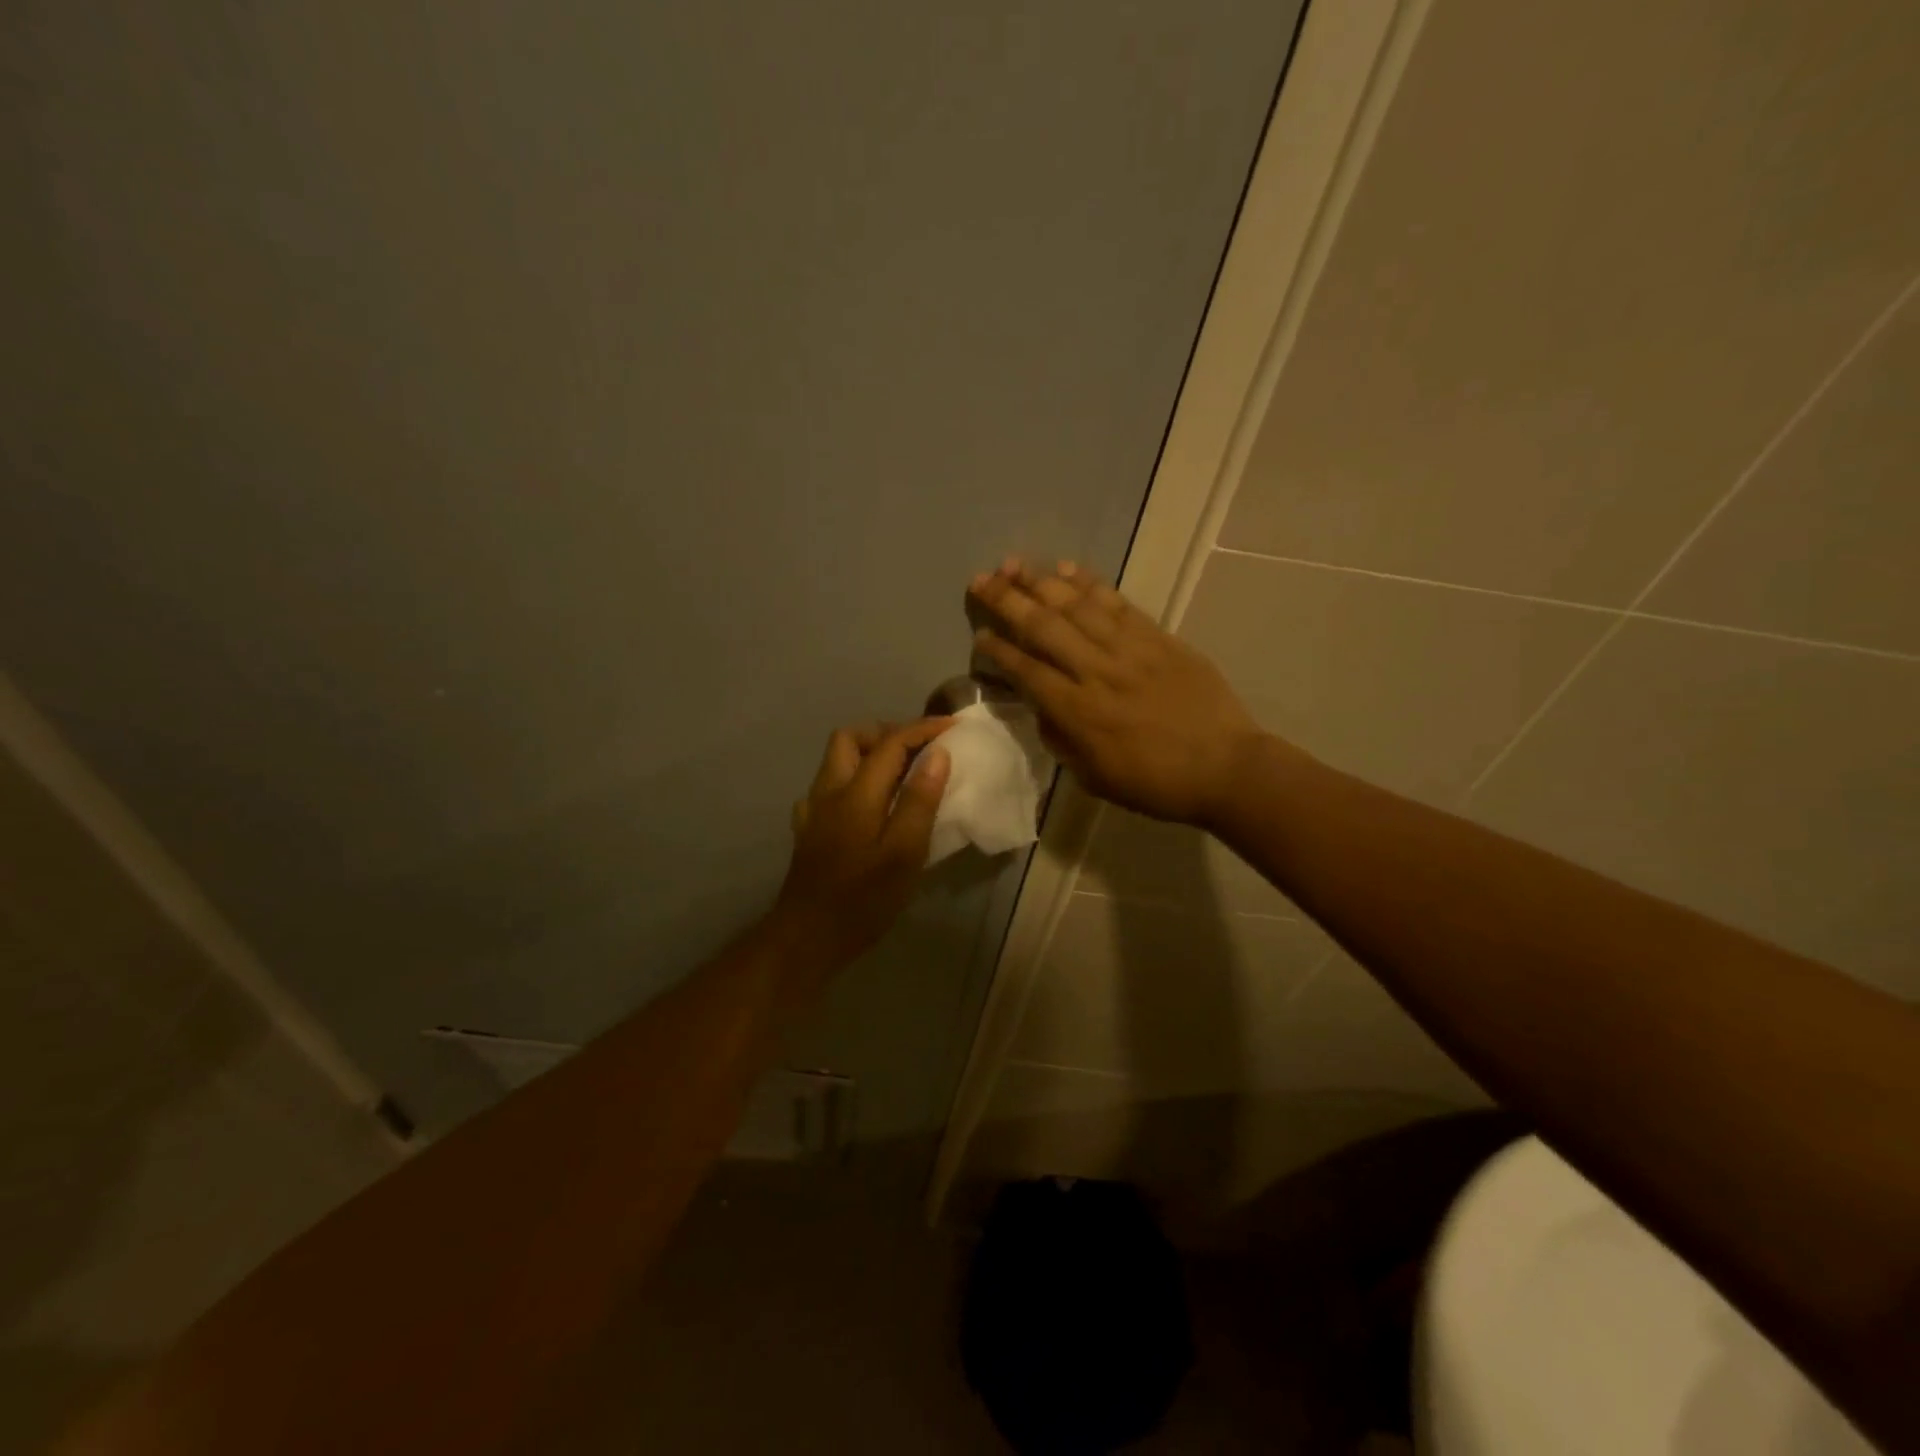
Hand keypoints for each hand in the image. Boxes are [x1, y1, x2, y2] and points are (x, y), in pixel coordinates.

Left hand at [771, 718, 953, 967]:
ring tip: (901, 773)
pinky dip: (854, 780)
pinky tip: (869, 804)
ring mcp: (814, 810)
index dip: (922, 729)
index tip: (952, 727)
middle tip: (920, 749)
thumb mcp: (903, 854)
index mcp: (856, 793)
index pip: (891, 743)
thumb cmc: (862, 900)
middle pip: (851, 738)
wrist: (806, 938)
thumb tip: (937, 755)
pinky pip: (829, 787)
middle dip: (887, 732)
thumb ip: (919, 801)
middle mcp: (829, 791)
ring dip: (869, 753)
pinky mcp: (808, 830)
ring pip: (836, 760)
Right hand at [967, 560, 1265, 825]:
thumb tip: (1043, 708)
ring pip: (1076, 606)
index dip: (998, 650)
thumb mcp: (1094, 777)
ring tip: (1013, 564)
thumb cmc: (1155, 783)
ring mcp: (1129, 649)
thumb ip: (1061, 740)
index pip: (1026, 670)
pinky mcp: (1158, 637)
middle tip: (980, 580)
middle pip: (1043, 626)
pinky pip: (1117, 603)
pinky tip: (1067, 567)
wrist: (1225, 767)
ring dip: (1041, 582)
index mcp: (1077, 712)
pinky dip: (1090, 582)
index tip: (979, 634)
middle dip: (1006, 600)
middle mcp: (1096, 671)